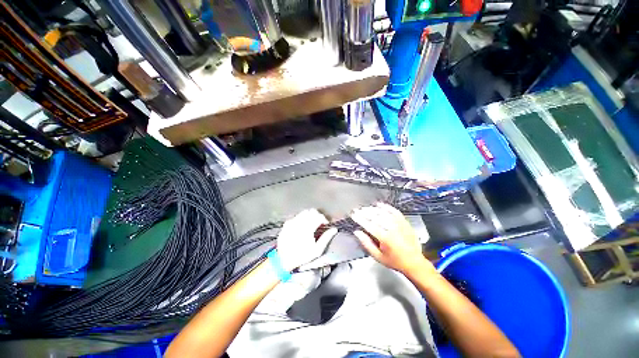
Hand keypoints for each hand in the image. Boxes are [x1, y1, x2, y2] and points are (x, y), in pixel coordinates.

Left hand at [277, 209, 337, 271]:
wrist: (283, 260)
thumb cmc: (302, 256)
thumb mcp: (316, 251)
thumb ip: (326, 238)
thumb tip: (334, 229)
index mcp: (308, 228)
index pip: (319, 216)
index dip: (324, 219)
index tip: (325, 224)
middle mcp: (299, 222)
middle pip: (312, 211)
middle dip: (317, 215)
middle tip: (319, 223)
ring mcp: (292, 222)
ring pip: (304, 212)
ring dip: (310, 216)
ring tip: (311, 224)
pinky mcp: (287, 223)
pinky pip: (296, 216)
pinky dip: (301, 219)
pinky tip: (302, 226)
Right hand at [351, 203, 434, 275]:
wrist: (414, 262)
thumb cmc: (395, 261)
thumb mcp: (378, 257)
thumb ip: (366, 244)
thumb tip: (357, 232)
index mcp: (385, 239)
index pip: (369, 225)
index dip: (359, 219)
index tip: (353, 214)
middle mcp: (393, 230)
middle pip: (376, 217)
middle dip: (364, 212)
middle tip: (357, 210)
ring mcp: (400, 225)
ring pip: (384, 213)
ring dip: (373, 209)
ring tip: (366, 208)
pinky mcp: (405, 223)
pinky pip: (395, 211)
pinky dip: (387, 207)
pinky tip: (380, 205)